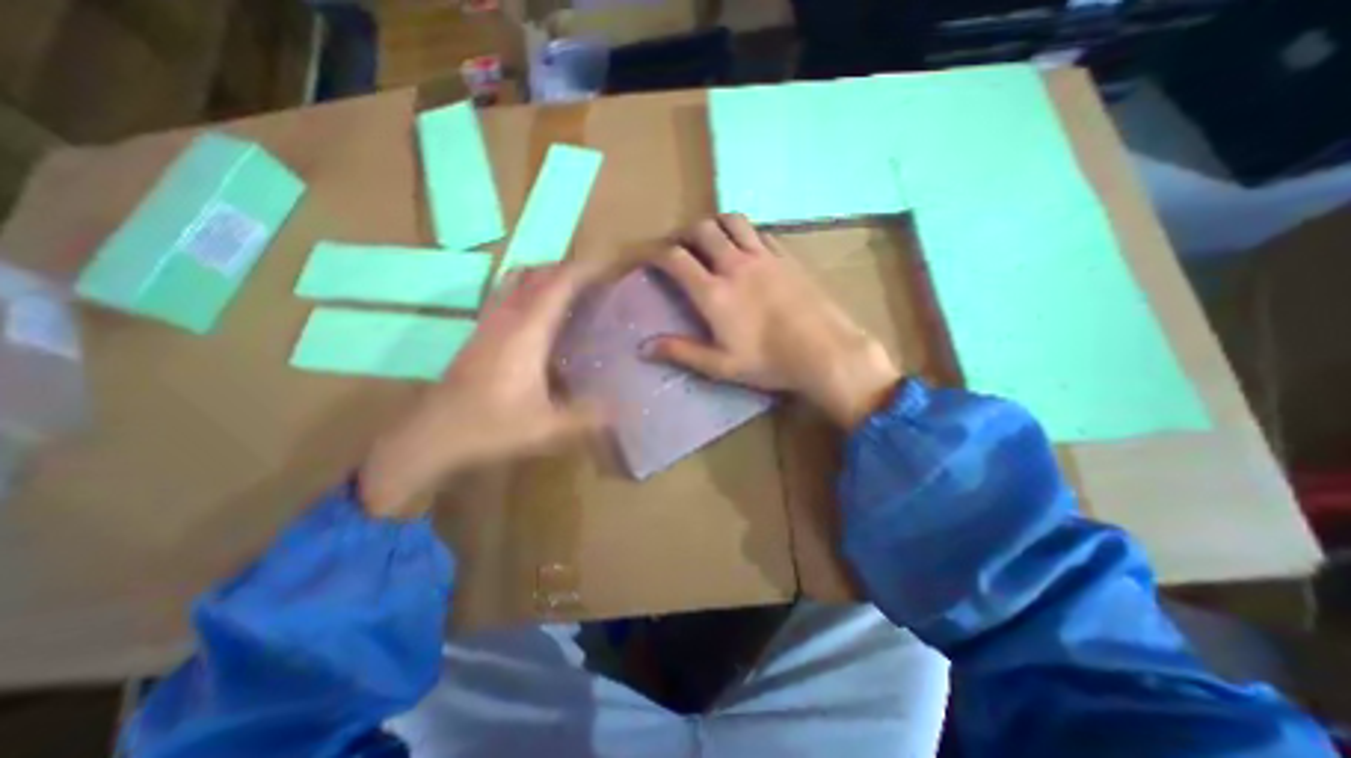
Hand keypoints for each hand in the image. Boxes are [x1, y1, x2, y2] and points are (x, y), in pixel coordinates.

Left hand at [365, 263, 607, 516]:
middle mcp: (506, 317)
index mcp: (526, 331)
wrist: (430, 438)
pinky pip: (508, 296)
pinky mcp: (479, 334)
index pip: (558, 283)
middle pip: (537, 273)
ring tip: (572, 293)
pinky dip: (529, 293)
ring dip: (546, 278)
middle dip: (568, 270)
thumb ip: (588, 418)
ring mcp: (488, 323)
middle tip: (596, 283)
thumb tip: (622, 411)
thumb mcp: (548, 428)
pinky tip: (542, 318)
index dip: (585, 270)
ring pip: (517, 280)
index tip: (610, 269)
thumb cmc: (490, 428)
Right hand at [648, 212, 898, 431]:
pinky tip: (746, 248)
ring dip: (715, 224)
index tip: (648, 257)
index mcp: (714, 292)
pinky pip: (759, 232)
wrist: (824, 351)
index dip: (655, 252)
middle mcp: (735, 265)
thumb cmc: (769, 362)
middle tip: (682, 249)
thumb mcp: (720, 365)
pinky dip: (745, 233)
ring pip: (732, 221)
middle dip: (685, 234)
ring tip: (712, 240)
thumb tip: (643, 348)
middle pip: (702, 229)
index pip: (675, 258)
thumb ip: (681, 352)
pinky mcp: (786, 256)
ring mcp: (764, 256)